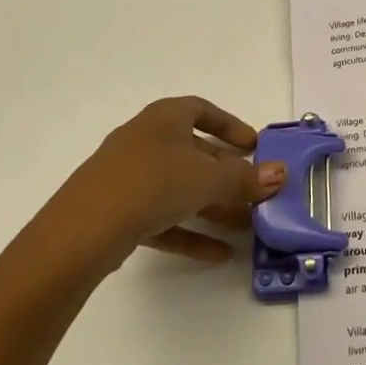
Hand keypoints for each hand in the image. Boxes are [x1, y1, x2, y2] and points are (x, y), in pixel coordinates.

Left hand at [43, 97, 286, 268]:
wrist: (84, 229)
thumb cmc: (154, 182)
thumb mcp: (209, 179)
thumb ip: (246, 179)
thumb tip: (281, 174)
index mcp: (164, 118)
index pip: (201, 110)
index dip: (230, 125)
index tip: (253, 146)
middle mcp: (145, 141)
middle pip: (194, 154)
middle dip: (228, 176)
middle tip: (256, 194)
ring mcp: (129, 178)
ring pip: (180, 188)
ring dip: (214, 207)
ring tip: (247, 228)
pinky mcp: (118, 213)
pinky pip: (162, 217)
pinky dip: (190, 232)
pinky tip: (219, 254)